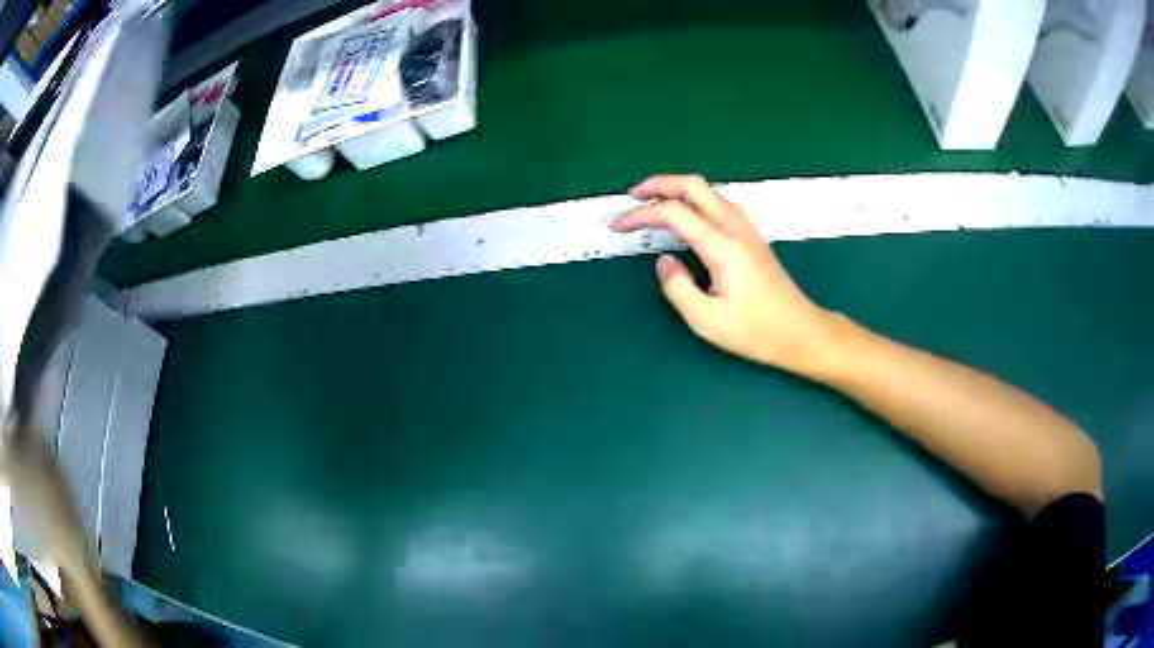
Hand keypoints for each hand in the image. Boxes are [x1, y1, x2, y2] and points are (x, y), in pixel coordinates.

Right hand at [612, 175, 835, 374]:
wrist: (800, 332)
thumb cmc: (756, 331)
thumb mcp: (706, 320)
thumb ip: (677, 288)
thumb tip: (664, 261)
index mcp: (721, 246)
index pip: (674, 213)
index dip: (641, 215)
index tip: (618, 226)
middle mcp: (735, 228)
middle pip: (694, 186)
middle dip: (659, 184)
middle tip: (633, 196)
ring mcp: (747, 230)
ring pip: (710, 192)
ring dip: (679, 190)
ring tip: (656, 203)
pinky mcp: (753, 238)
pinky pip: (721, 204)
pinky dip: (697, 200)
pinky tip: (690, 216)